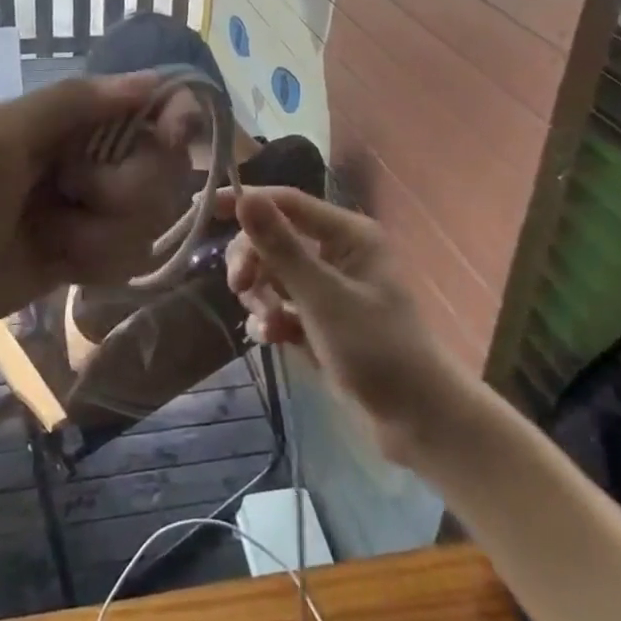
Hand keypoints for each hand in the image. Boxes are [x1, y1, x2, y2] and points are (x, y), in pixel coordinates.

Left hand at [0, 73, 190, 348]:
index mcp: (69, 120)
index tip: (176, 135)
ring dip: (102, 234)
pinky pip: (131, 255)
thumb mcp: (2, 136)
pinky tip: (62, 265)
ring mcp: (92, 210)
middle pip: (159, 168)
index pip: (146, 106)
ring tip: (53, 239)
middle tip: (76, 195)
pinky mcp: (90, 254)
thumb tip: (152, 79)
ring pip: (148, 217)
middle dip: (123, 191)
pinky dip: (98, 262)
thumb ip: (73, 102)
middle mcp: (91, 159)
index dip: (171, 118)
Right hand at [225, 187, 463, 463]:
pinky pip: (282, 304)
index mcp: (349, 235)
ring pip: (274, 273)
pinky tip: (273, 340)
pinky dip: (273, 319)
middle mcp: (338, 252)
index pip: (288, 202)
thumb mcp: (322, 298)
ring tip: (271, 325)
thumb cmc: (376, 351)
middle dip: (253, 262)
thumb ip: (280, 247)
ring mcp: (330, 287)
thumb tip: (244, 197)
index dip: (247, 201)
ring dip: (262, 296)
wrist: (417, 423)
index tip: (203, 208)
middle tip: (240, 288)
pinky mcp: (322, 318)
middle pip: (275, 238)